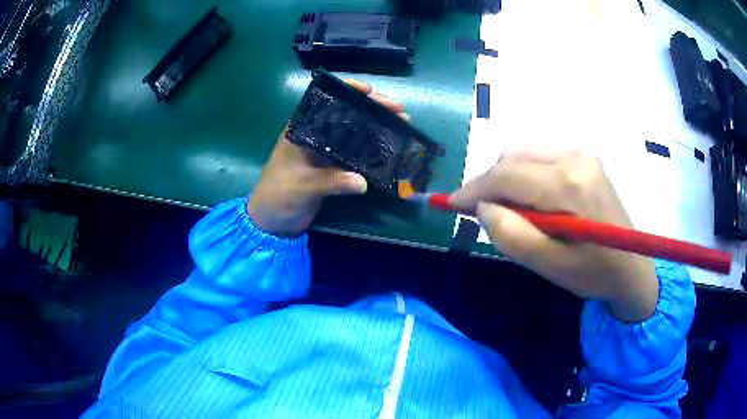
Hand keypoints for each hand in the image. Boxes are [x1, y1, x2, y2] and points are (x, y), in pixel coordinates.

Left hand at [248, 80, 405, 236]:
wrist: (272, 221)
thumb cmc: (278, 196)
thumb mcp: (301, 186)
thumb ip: (330, 182)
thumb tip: (362, 182)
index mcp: (301, 130)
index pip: (326, 102)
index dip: (348, 92)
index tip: (370, 91)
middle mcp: (315, 135)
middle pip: (346, 115)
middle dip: (372, 110)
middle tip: (399, 111)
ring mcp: (325, 151)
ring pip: (354, 133)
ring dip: (376, 128)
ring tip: (402, 125)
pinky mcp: (333, 167)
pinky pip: (356, 154)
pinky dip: (372, 151)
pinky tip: (390, 148)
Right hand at [450, 151, 657, 322]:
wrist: (632, 268)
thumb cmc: (593, 273)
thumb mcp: (550, 266)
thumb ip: (512, 236)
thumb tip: (483, 208)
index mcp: (568, 184)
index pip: (507, 176)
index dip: (473, 188)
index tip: (451, 204)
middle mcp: (574, 157)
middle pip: (513, 160)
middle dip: (489, 184)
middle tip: (479, 213)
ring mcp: (582, 154)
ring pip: (525, 156)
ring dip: (507, 180)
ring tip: (508, 211)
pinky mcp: (584, 158)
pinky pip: (541, 159)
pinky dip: (525, 176)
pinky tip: (530, 201)